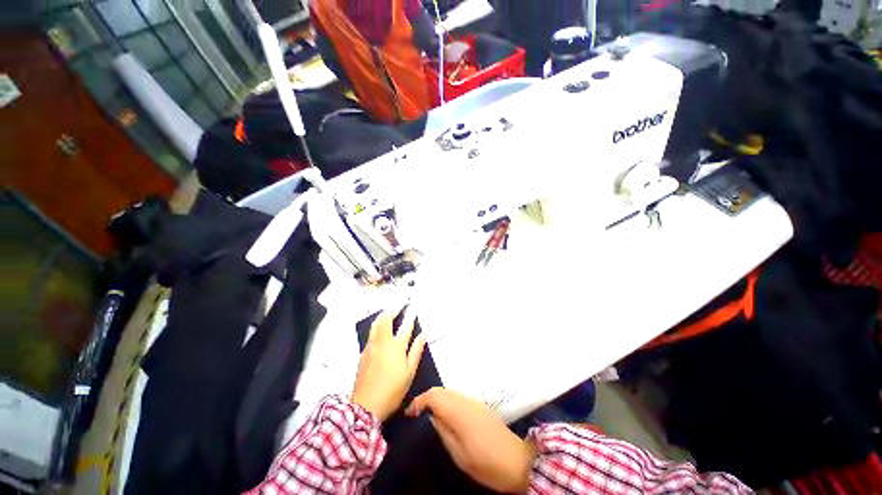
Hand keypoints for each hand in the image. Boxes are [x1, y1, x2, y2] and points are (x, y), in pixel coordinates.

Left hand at [351, 306, 426, 420]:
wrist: (365, 406)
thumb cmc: (392, 390)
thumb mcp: (409, 372)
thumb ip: (416, 351)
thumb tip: (423, 335)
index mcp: (396, 346)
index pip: (405, 326)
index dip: (410, 315)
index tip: (413, 307)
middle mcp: (382, 342)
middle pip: (386, 319)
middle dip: (394, 308)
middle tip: (400, 303)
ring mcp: (371, 346)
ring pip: (376, 324)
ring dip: (384, 314)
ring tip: (390, 310)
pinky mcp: (363, 353)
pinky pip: (371, 333)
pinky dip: (377, 324)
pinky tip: (380, 327)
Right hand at [406, 388, 536, 492]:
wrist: (517, 461)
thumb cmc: (486, 463)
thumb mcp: (459, 454)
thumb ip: (443, 431)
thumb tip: (431, 417)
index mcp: (460, 412)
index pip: (434, 396)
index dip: (419, 401)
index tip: (409, 414)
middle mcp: (466, 401)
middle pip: (442, 390)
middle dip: (427, 398)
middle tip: (416, 414)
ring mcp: (475, 401)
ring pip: (450, 392)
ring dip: (437, 399)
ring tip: (428, 415)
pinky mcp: (480, 405)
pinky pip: (459, 397)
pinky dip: (448, 401)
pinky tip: (446, 415)